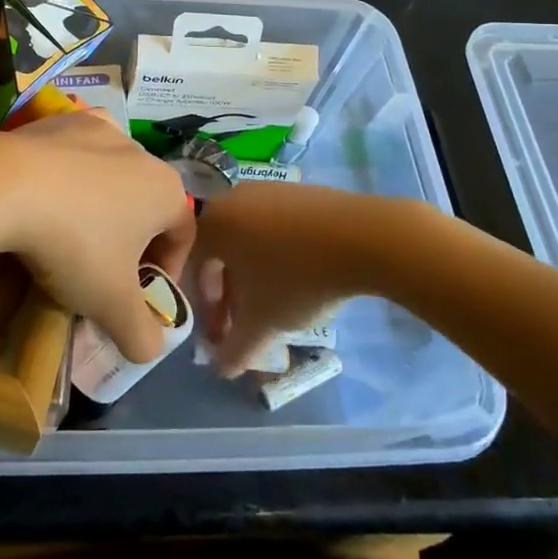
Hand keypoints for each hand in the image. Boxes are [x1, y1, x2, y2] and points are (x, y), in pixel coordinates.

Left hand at [0, 113, 195, 361]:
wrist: (5, 184)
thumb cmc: (74, 244)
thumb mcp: (110, 304)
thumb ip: (141, 334)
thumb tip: (150, 348)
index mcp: (167, 191)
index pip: (183, 235)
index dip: (167, 270)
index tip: (139, 297)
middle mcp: (143, 153)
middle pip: (148, 204)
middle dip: (132, 240)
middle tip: (103, 272)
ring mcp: (101, 129)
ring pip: (113, 176)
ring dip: (102, 205)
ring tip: (70, 234)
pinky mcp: (62, 118)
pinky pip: (77, 152)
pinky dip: (70, 174)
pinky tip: (46, 195)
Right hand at [191, 183, 395, 375]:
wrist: (365, 235)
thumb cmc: (299, 277)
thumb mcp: (264, 322)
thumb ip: (236, 350)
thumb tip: (221, 369)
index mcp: (212, 223)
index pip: (192, 267)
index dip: (205, 306)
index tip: (223, 333)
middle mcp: (231, 199)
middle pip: (219, 251)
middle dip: (229, 292)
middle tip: (245, 322)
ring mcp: (266, 189)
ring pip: (246, 238)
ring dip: (252, 273)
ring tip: (274, 302)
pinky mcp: (297, 190)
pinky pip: (272, 224)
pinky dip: (275, 251)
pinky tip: (300, 274)